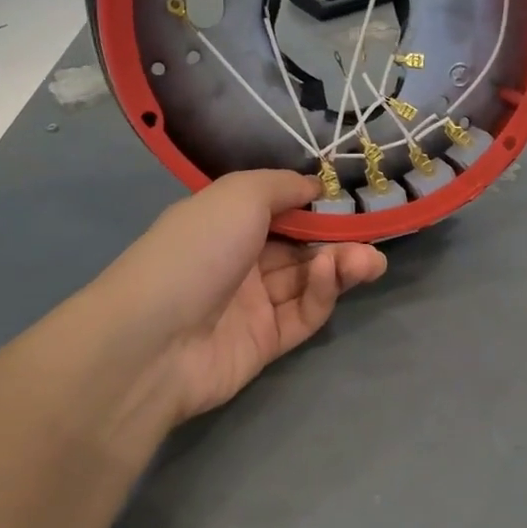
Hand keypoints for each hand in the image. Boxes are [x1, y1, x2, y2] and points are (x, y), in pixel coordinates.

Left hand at [98, 171, 385, 431]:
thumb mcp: (239, 195)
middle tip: (372, 236)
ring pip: (307, 280)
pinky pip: (303, 313)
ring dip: (340, 265)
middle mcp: (239, 260)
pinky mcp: (266, 343)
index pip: (280, 210)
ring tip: (370, 261)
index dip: (316, 205)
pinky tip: (333, 275)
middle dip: (338, 239)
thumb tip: (315, 185)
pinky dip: (322, 293)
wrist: (154, 340)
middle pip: (300, 246)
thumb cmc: (196, 250)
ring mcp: (251, 304)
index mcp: (225, 222)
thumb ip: (282, 185)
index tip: (351, 199)